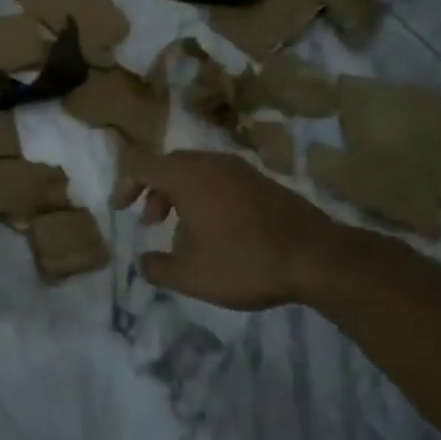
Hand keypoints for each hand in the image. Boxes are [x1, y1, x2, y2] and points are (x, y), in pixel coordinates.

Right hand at [112, 149, 349, 309]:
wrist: (319, 258)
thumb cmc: (246, 262)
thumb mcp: (191, 276)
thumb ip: (157, 268)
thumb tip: (143, 262)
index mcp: (187, 177)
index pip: (142, 166)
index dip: (125, 185)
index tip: (121, 210)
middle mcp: (211, 163)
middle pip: (170, 165)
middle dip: (154, 191)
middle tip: (152, 222)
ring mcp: (241, 169)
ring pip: (197, 171)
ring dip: (180, 194)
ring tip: (183, 230)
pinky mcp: (263, 181)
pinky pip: (221, 179)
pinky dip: (206, 196)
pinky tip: (217, 230)